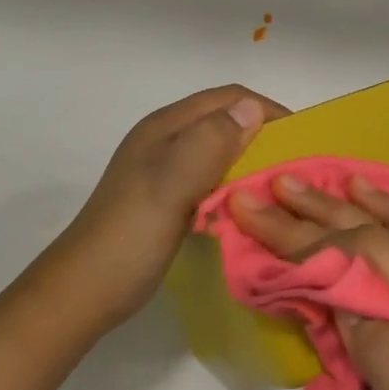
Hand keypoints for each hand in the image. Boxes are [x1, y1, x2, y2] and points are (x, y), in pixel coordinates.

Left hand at [35, 85, 289, 335]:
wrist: (85, 291)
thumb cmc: (129, 236)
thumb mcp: (170, 185)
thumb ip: (209, 144)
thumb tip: (253, 107)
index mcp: (166, 127)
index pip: (228, 98)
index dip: (266, 110)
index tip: (303, 138)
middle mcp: (167, 139)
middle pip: (225, 121)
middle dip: (264, 134)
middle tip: (298, 166)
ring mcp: (166, 169)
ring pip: (221, 150)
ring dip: (252, 160)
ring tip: (282, 185)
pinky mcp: (170, 197)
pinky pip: (213, 177)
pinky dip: (237, 183)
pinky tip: (251, 204)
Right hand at [230, 175, 388, 389]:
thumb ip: (385, 356)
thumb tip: (349, 300)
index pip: (372, 254)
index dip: (313, 238)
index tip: (260, 222)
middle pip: (384, 232)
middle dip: (321, 211)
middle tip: (271, 186)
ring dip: (353, 204)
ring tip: (311, 184)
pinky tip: (372, 199)